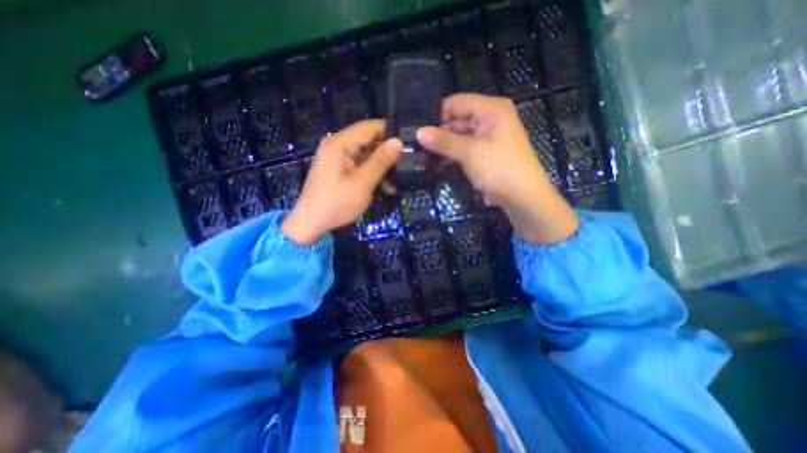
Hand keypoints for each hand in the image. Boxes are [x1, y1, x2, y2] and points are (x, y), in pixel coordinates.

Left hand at [282, 119, 401, 242]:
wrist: (311, 222)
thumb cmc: (336, 203)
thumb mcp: (362, 183)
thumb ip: (380, 161)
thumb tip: (398, 142)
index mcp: (340, 143)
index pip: (370, 127)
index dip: (390, 133)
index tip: (408, 145)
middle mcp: (338, 145)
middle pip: (369, 140)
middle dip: (387, 153)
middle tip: (407, 165)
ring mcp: (338, 157)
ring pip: (367, 154)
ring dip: (382, 167)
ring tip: (399, 180)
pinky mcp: (340, 169)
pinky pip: (360, 165)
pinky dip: (373, 174)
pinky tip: (386, 187)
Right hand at [416, 92, 580, 244]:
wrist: (523, 197)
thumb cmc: (499, 168)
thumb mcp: (469, 152)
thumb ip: (443, 141)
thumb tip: (418, 132)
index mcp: (490, 109)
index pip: (456, 102)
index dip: (437, 115)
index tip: (420, 132)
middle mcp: (489, 118)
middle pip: (457, 120)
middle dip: (438, 134)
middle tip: (418, 149)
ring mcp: (487, 137)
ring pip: (459, 136)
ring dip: (443, 147)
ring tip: (423, 159)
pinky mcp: (485, 153)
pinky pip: (464, 149)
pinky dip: (452, 155)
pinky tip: (437, 164)